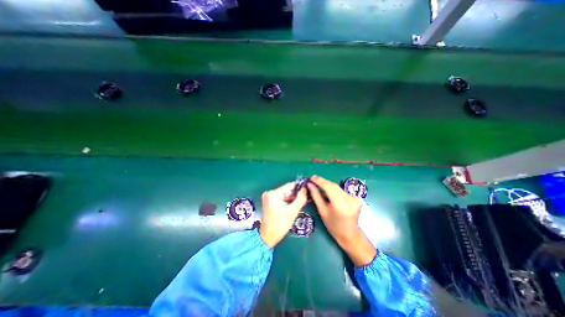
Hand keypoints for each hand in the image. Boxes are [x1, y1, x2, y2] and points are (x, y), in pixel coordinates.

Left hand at [258, 182, 306, 248]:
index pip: (289, 186)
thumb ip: (301, 198)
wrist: (268, 237)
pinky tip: (295, 203)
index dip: (299, 186)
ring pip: (284, 194)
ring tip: (303, 200)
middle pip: (286, 190)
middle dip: (296, 193)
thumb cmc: (280, 224)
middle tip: (307, 196)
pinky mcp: (269, 201)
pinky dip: (288, 201)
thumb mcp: (293, 211)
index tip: (307, 188)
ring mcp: (268, 197)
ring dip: (293, 197)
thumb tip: (305, 189)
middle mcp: (269, 193)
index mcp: (273, 194)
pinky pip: (281, 198)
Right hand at [309, 175, 373, 265]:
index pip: (329, 187)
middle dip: (322, 182)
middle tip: (312, 181)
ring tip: (319, 188)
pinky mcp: (357, 197)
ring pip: (337, 187)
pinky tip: (329, 194)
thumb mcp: (322, 211)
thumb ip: (316, 196)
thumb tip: (309, 184)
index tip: (311, 177)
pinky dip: (334, 191)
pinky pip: (341, 190)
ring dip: (327, 186)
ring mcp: (355, 198)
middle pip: (333, 186)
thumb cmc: (333, 225)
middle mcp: (350, 199)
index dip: (319, 181)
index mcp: (341, 205)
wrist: (350, 234)